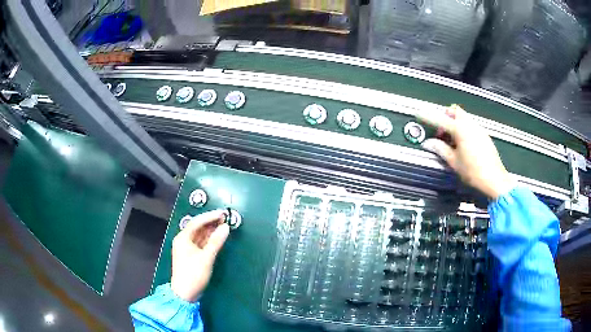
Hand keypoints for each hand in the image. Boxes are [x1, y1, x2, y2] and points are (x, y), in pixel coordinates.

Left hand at [170, 210, 229, 301]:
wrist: (185, 294)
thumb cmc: (193, 274)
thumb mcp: (206, 258)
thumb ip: (216, 242)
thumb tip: (226, 227)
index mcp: (183, 238)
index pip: (196, 222)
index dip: (210, 216)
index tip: (222, 213)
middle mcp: (183, 240)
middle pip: (198, 227)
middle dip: (211, 222)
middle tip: (225, 218)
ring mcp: (187, 248)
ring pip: (200, 235)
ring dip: (211, 230)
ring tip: (224, 225)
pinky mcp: (191, 255)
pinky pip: (201, 243)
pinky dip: (209, 239)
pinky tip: (218, 237)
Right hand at [415, 105, 514, 199]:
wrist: (494, 179)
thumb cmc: (474, 172)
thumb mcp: (454, 162)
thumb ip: (440, 149)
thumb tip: (429, 144)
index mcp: (460, 130)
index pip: (440, 120)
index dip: (428, 117)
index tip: (419, 115)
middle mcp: (470, 125)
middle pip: (454, 111)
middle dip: (445, 117)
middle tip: (441, 133)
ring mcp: (478, 129)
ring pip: (463, 118)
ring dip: (455, 124)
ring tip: (452, 142)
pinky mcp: (484, 135)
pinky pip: (471, 125)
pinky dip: (463, 129)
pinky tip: (463, 145)